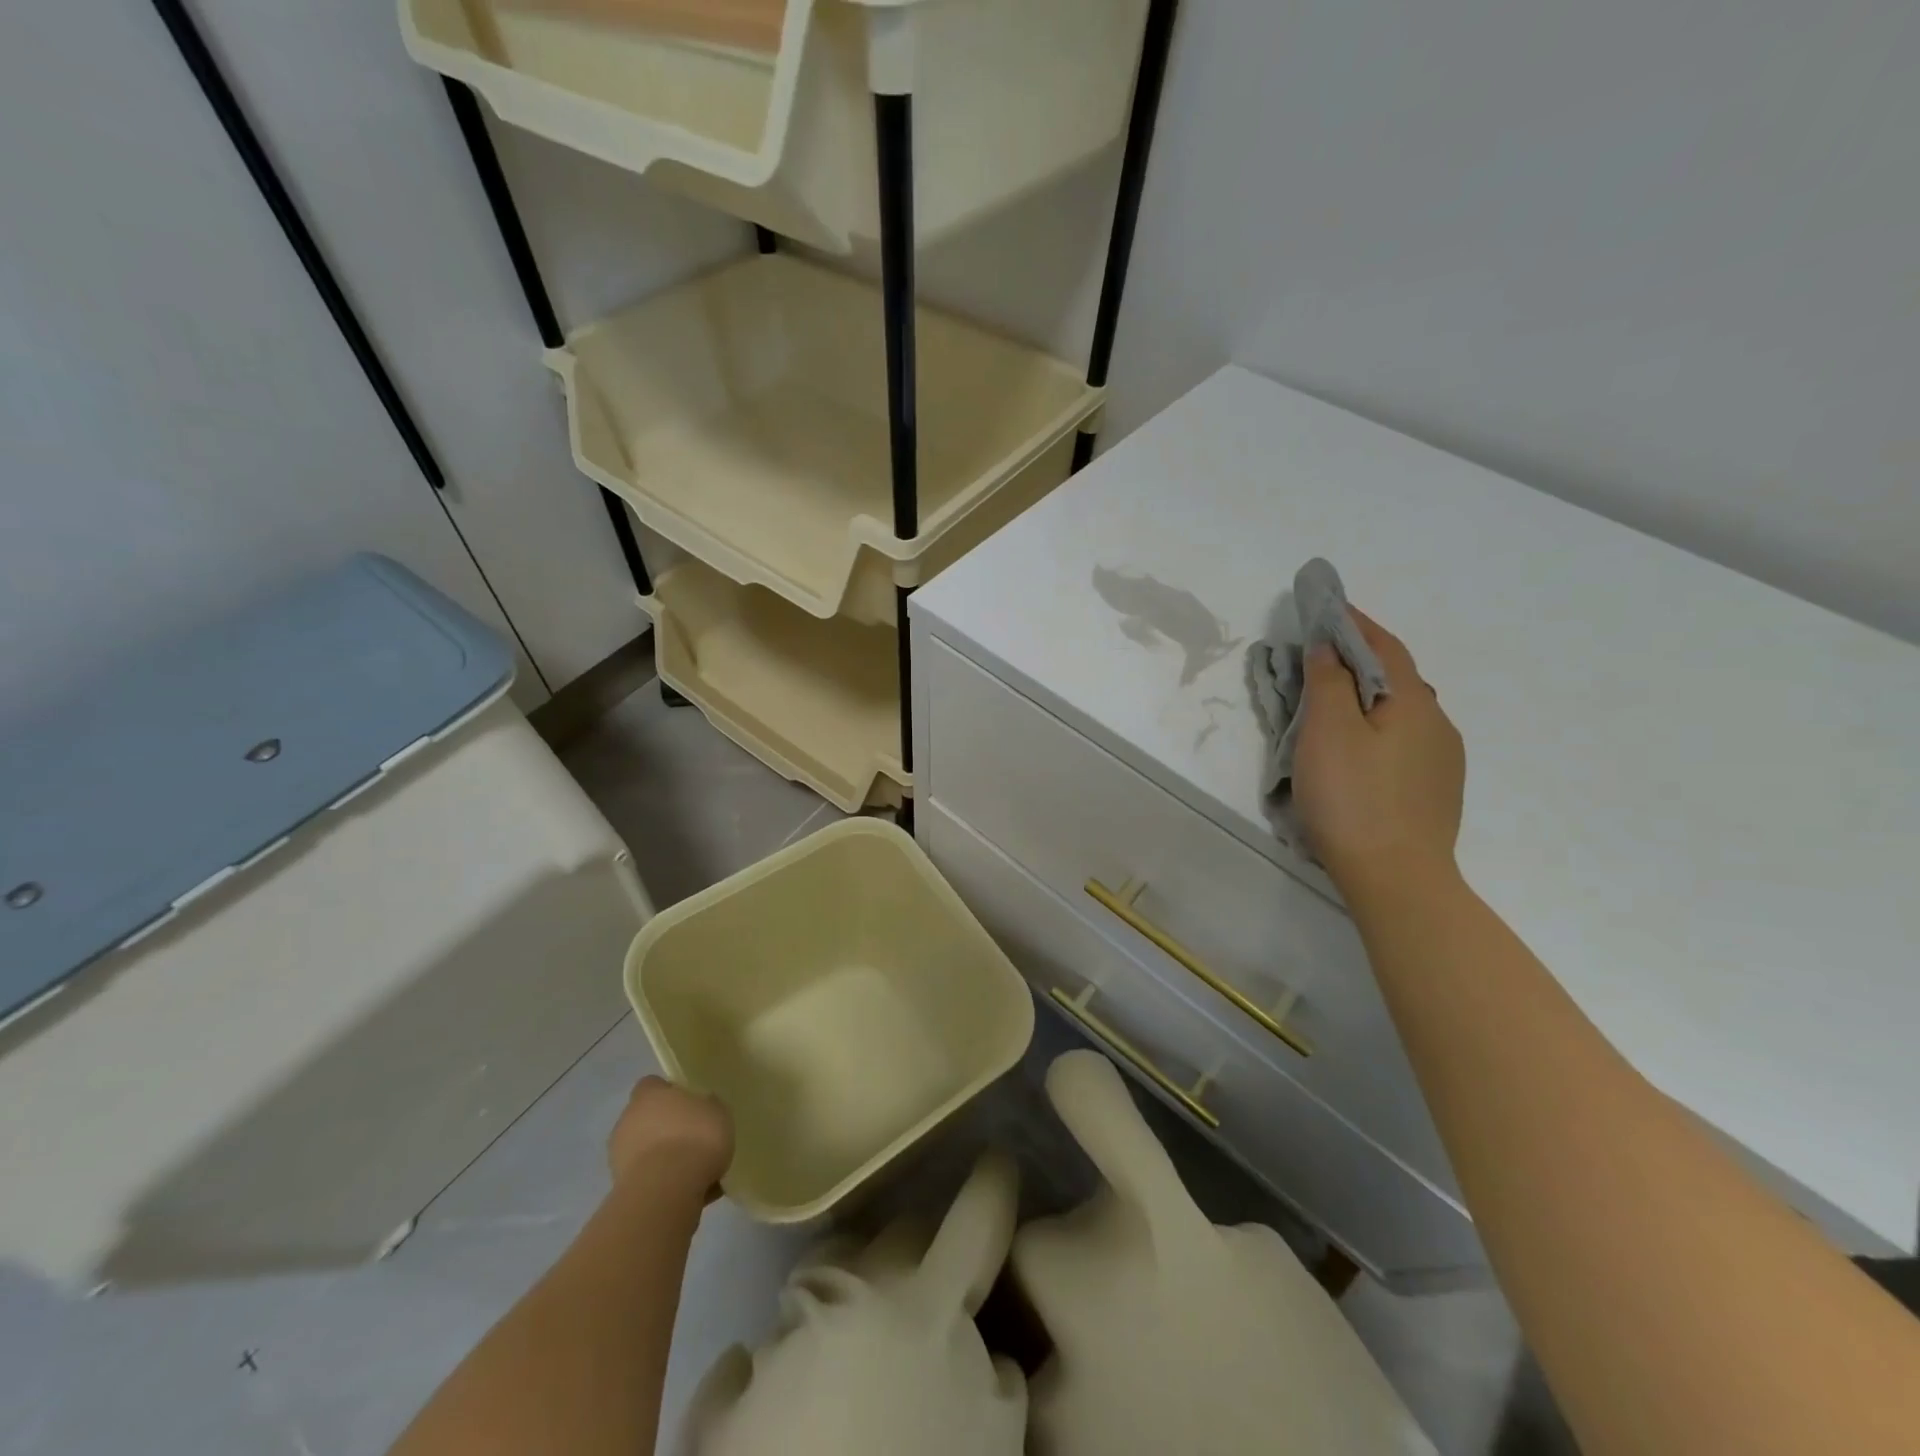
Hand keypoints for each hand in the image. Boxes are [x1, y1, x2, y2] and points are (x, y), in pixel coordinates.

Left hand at [607, 1077, 733, 1200]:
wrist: (666, 1192)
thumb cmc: (695, 1138)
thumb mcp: (717, 1111)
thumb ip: (707, 1106)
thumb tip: (703, 1106)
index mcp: (648, 1096)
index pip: (652, 1085)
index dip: (670, 1093)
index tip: (689, 1104)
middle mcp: (628, 1121)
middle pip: (646, 1119)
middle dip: (665, 1128)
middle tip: (693, 1138)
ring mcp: (619, 1157)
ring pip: (645, 1151)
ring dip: (663, 1158)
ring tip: (694, 1171)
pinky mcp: (621, 1189)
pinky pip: (648, 1179)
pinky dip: (663, 1183)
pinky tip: (689, 1192)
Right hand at [1292, 610, 1464, 891]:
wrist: (1397, 878)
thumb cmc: (1353, 797)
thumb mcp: (1327, 731)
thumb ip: (1328, 681)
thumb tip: (1330, 646)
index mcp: (1414, 703)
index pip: (1385, 647)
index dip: (1357, 623)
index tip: (1330, 605)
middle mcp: (1438, 725)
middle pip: (1397, 679)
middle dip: (1362, 660)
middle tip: (1323, 654)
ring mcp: (1442, 761)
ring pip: (1402, 713)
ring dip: (1369, 696)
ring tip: (1335, 701)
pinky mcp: (1435, 792)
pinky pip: (1404, 742)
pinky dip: (1377, 727)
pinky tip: (1359, 748)